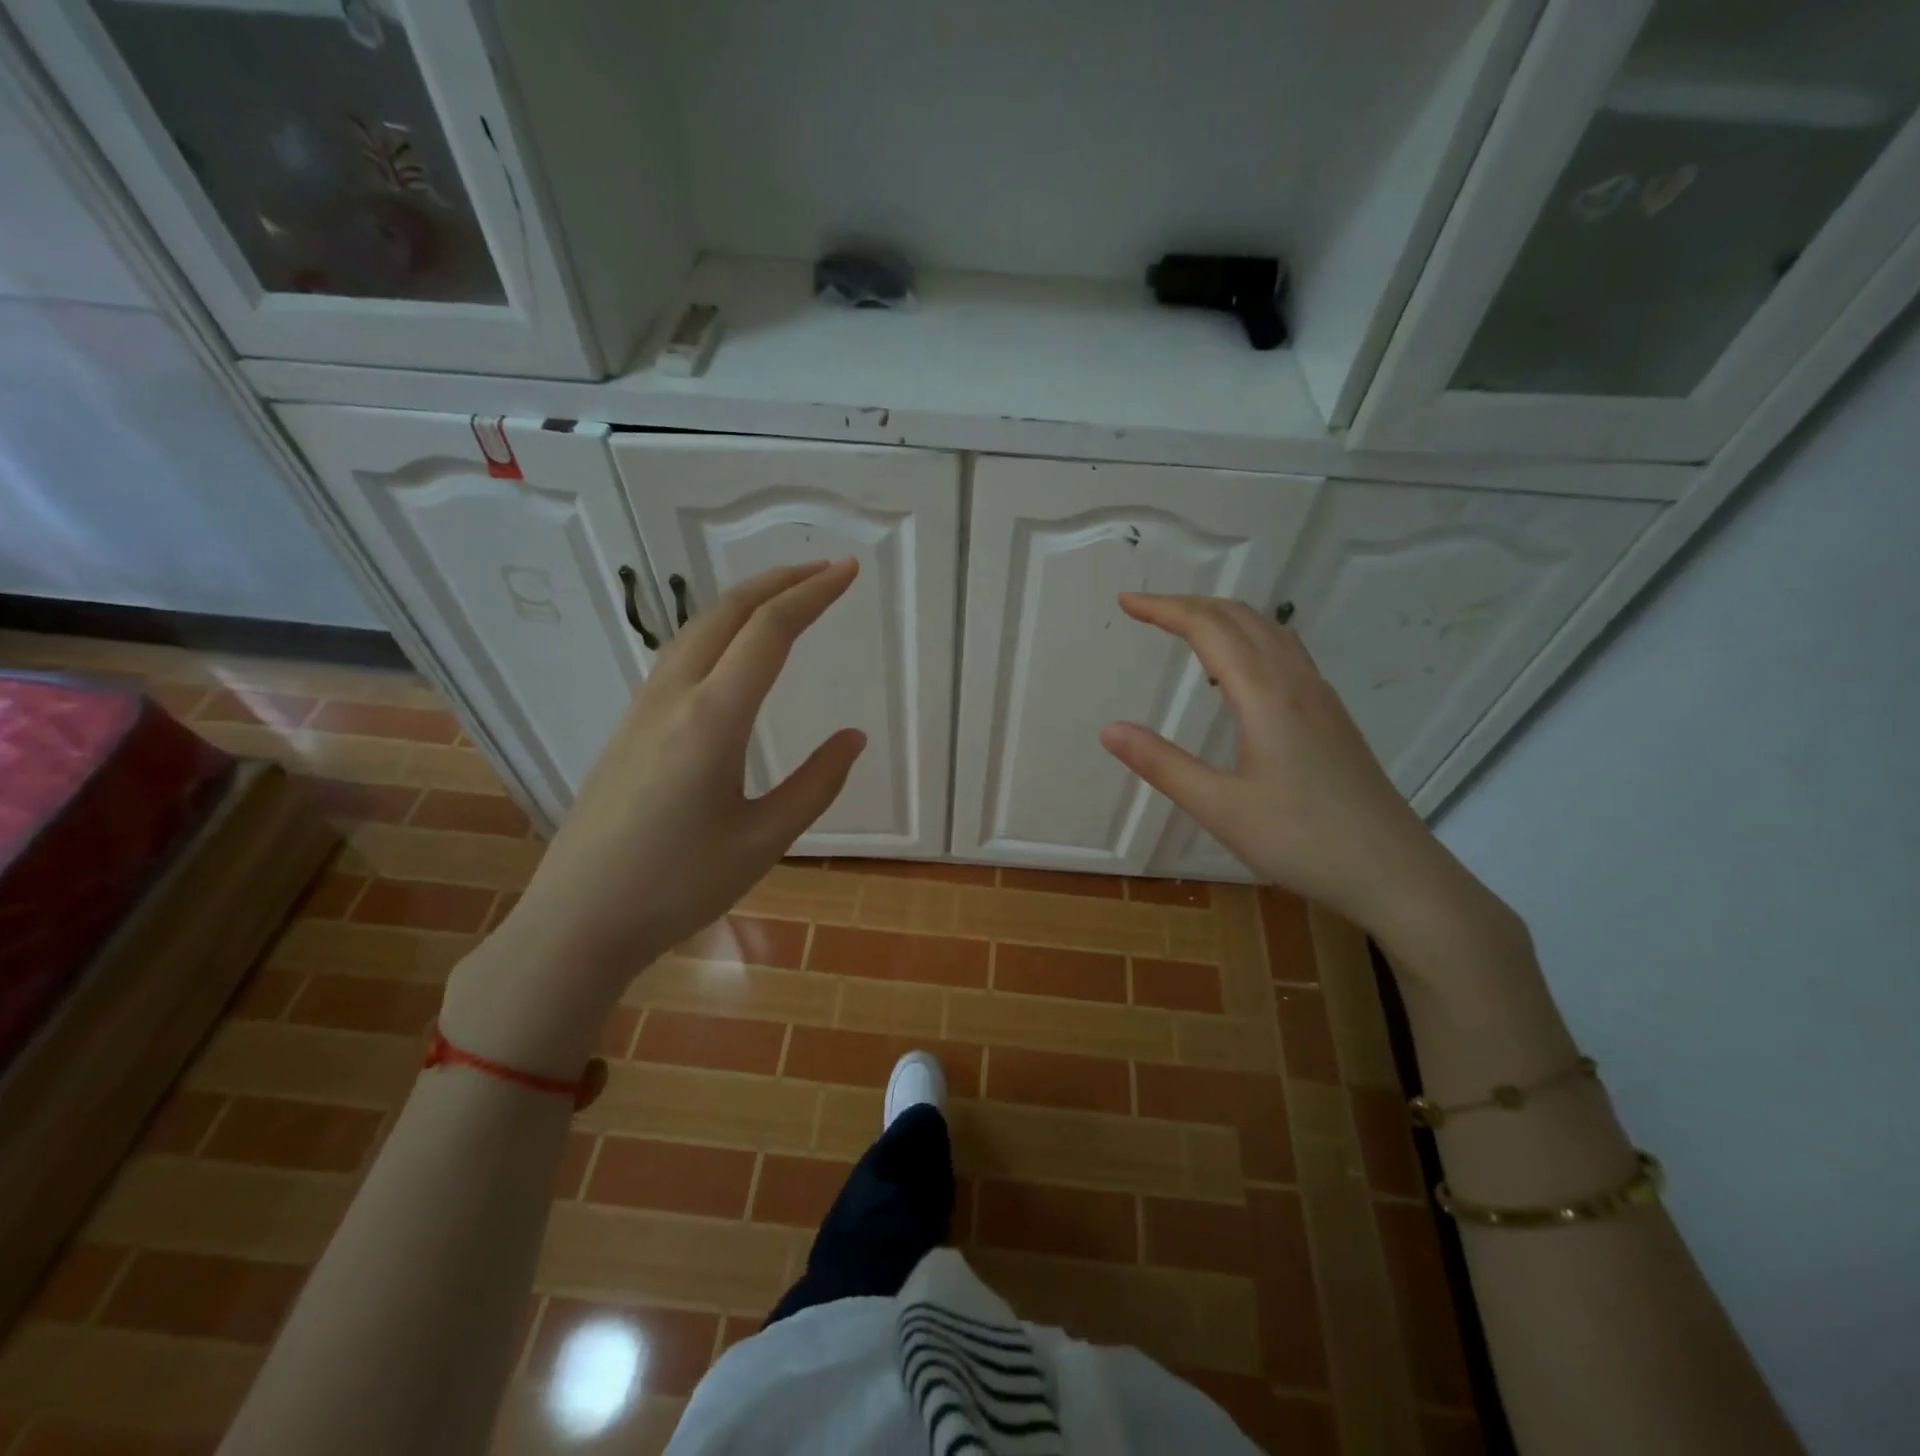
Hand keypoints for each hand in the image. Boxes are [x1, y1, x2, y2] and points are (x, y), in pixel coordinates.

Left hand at [440, 560, 866, 1073]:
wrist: (577, 921)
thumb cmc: (677, 887)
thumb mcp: (764, 841)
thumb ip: (815, 784)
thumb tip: (853, 737)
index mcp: (713, 720)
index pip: (770, 633)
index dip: (813, 594)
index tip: (848, 572)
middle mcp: (673, 698)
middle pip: (727, 614)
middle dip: (778, 582)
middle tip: (824, 571)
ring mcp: (642, 710)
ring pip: (696, 631)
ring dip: (744, 603)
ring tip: (784, 599)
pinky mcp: (628, 728)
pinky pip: (678, 657)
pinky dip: (717, 631)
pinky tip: (731, 653)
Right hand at [1098, 593, 1461, 940]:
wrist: (1394, 872)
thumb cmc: (1302, 841)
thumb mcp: (1220, 808)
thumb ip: (1162, 765)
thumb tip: (1109, 730)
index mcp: (1265, 696)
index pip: (1208, 629)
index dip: (1164, 609)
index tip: (1126, 601)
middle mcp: (1296, 683)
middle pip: (1241, 618)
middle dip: (1190, 605)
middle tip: (1146, 610)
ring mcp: (1320, 698)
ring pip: (1269, 632)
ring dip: (1223, 617)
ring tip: (1186, 628)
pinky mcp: (1332, 717)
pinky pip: (1285, 653)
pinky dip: (1249, 639)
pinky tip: (1238, 673)